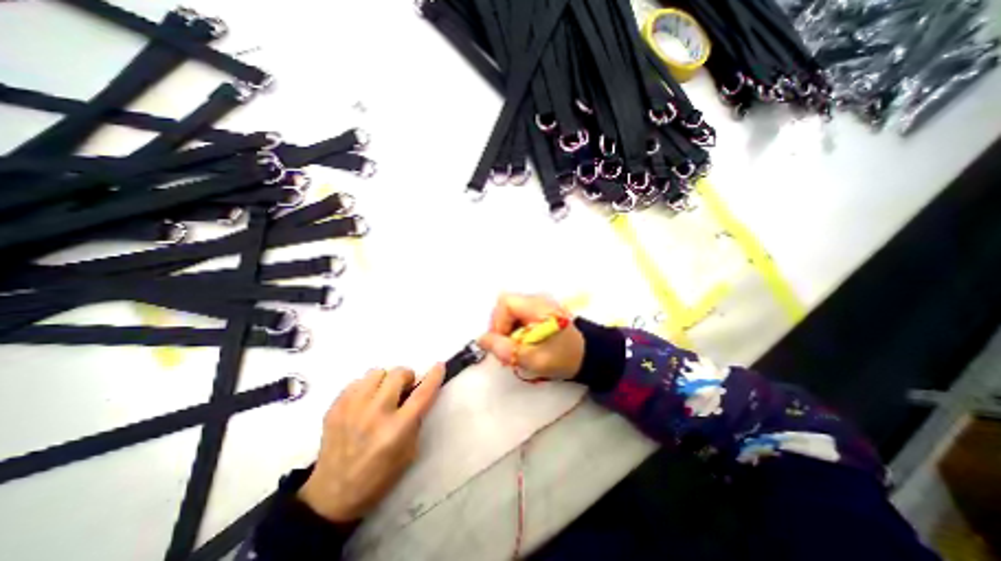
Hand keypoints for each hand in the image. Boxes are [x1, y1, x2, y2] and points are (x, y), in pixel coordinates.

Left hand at [296, 363, 445, 521]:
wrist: (331, 495)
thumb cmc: (378, 477)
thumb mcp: (409, 452)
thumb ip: (415, 420)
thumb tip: (417, 394)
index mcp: (396, 430)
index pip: (421, 395)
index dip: (433, 377)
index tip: (439, 366)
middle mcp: (375, 415)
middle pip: (398, 374)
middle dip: (406, 378)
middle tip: (403, 391)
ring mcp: (351, 409)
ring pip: (376, 372)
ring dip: (385, 381)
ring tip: (381, 395)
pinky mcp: (335, 408)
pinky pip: (357, 381)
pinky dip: (366, 387)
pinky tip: (364, 403)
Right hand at [476, 294, 588, 381]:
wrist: (587, 357)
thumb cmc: (562, 358)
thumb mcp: (532, 358)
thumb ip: (505, 349)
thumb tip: (480, 339)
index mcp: (537, 306)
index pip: (505, 303)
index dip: (498, 322)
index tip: (503, 343)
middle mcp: (537, 299)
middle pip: (505, 306)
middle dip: (501, 327)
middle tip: (507, 349)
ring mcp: (539, 304)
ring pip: (510, 312)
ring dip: (507, 330)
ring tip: (516, 349)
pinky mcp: (540, 311)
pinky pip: (519, 315)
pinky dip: (515, 329)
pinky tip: (523, 343)